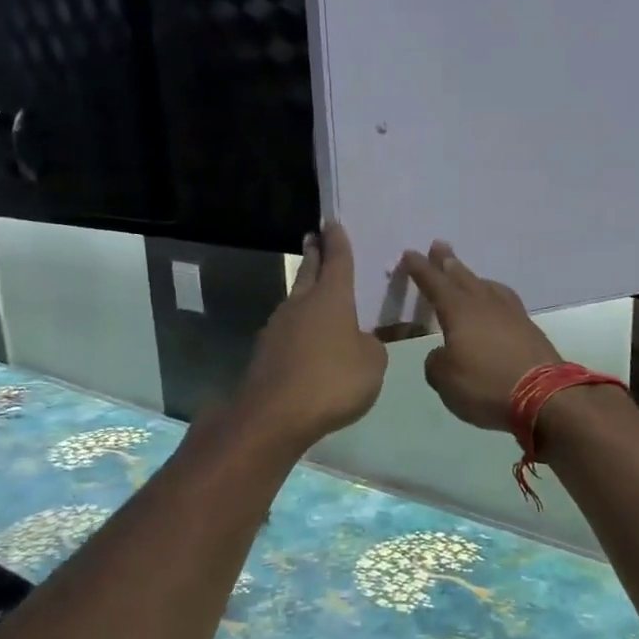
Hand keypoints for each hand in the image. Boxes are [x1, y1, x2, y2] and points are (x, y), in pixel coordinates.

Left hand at [236, 222, 387, 448]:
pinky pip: (288, 330)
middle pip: (308, 272)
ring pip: (295, 301)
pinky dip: (298, 326)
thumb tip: (361, 341)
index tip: (332, 223)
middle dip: (313, 255)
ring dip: (304, 291)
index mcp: (331, 298)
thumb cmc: (333, 380)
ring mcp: (278, 328)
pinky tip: (305, 338)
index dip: (337, 241)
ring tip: (314, 290)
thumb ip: (373, 346)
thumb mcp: (372, 363)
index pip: (337, 260)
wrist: (275, 415)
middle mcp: (301, 304)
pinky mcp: (265, 353)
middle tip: (313, 239)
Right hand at [400, 241, 560, 431]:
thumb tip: (443, 354)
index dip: (420, 269)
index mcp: (458, 311)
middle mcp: (484, 304)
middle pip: (463, 276)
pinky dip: (494, 295)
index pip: (434, 283)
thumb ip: (436, 363)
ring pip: (486, 286)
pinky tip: (495, 302)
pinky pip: (505, 301)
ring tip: (466, 275)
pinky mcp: (529, 329)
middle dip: (448, 262)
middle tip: (439, 246)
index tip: (410, 253)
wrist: (544, 396)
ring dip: (473, 278)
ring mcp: (511, 314)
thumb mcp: (446, 380)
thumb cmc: (486, 385)